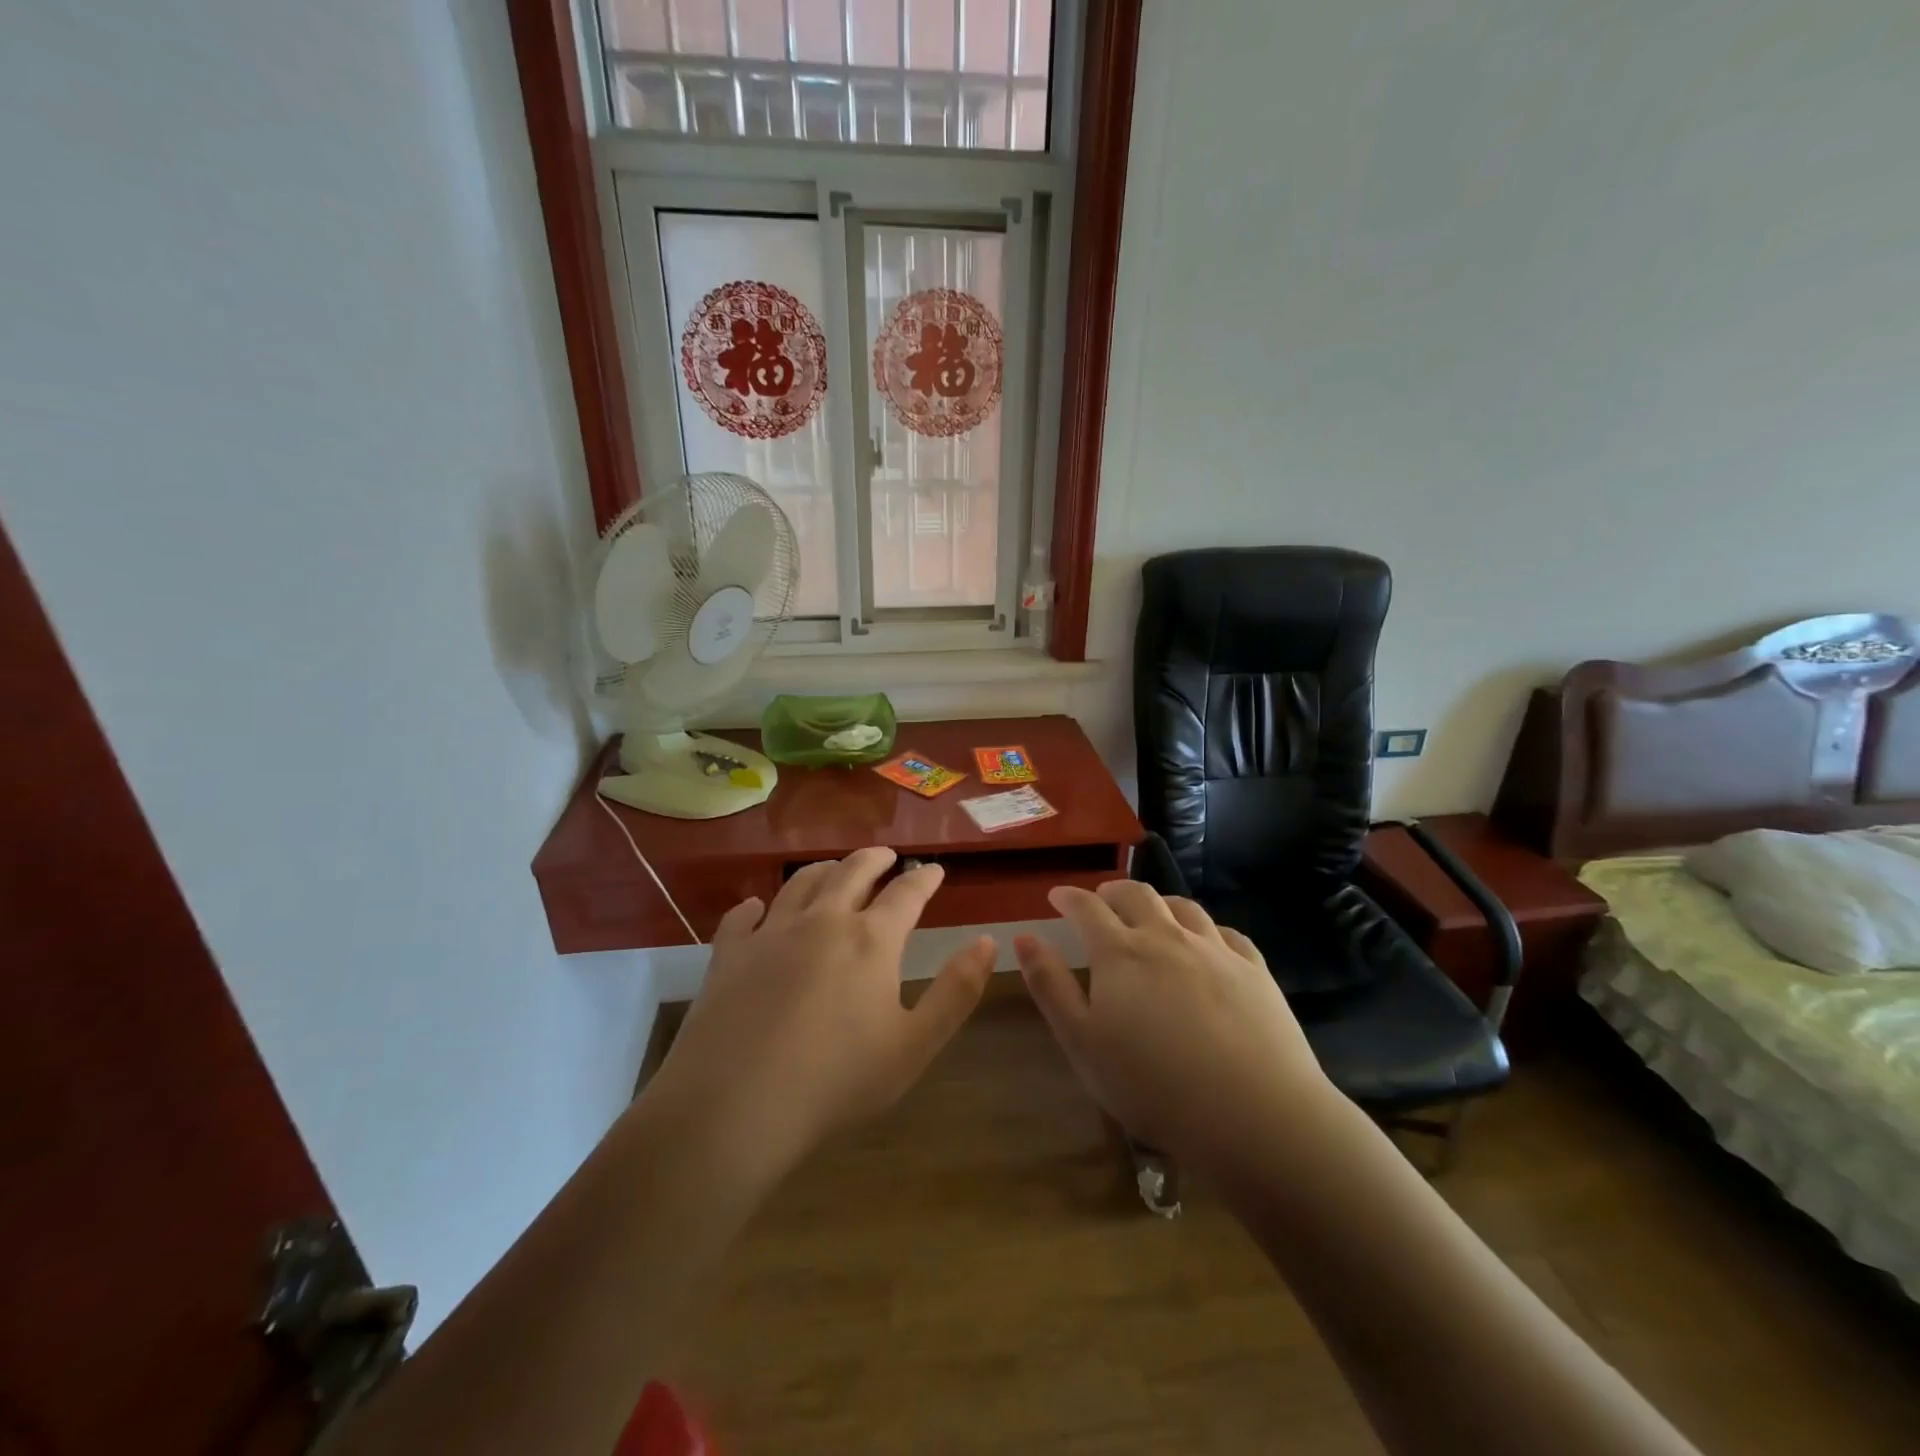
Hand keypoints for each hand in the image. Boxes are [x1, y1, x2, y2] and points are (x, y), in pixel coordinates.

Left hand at [646, 848, 994, 1182]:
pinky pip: (742, 917)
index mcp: (871, 940)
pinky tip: (756, 907)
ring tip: (833, 869)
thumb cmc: (836, 1081)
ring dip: (823, 871)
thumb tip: (988, 941)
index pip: (906, 894)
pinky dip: (754, 906)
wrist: (735, 1107)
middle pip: (852, 873)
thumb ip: (956, 991)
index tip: (934, 870)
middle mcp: (822, 921)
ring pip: (800, 883)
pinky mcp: (729, 955)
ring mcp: (770, 933)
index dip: (924, 879)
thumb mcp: (914, 1045)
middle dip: (874, 860)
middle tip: (885, 856)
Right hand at [1015, 882, 1332, 1170]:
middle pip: (1136, 895)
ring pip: (1182, 907)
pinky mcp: (1254, 970)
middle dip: (1112, 891)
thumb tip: (1025, 937)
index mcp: (1120, 952)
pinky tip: (1206, 944)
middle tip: (1100, 900)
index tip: (1057, 895)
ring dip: (1158, 903)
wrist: (1253, 1114)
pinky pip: (1226, 933)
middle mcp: (1166, 937)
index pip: (1087, 907)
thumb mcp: (1082, 1042)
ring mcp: (1215, 950)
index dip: (1069, 896)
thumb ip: (1050, 986)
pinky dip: (1206, 929)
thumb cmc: (1152, 1085)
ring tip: (1151, 915)